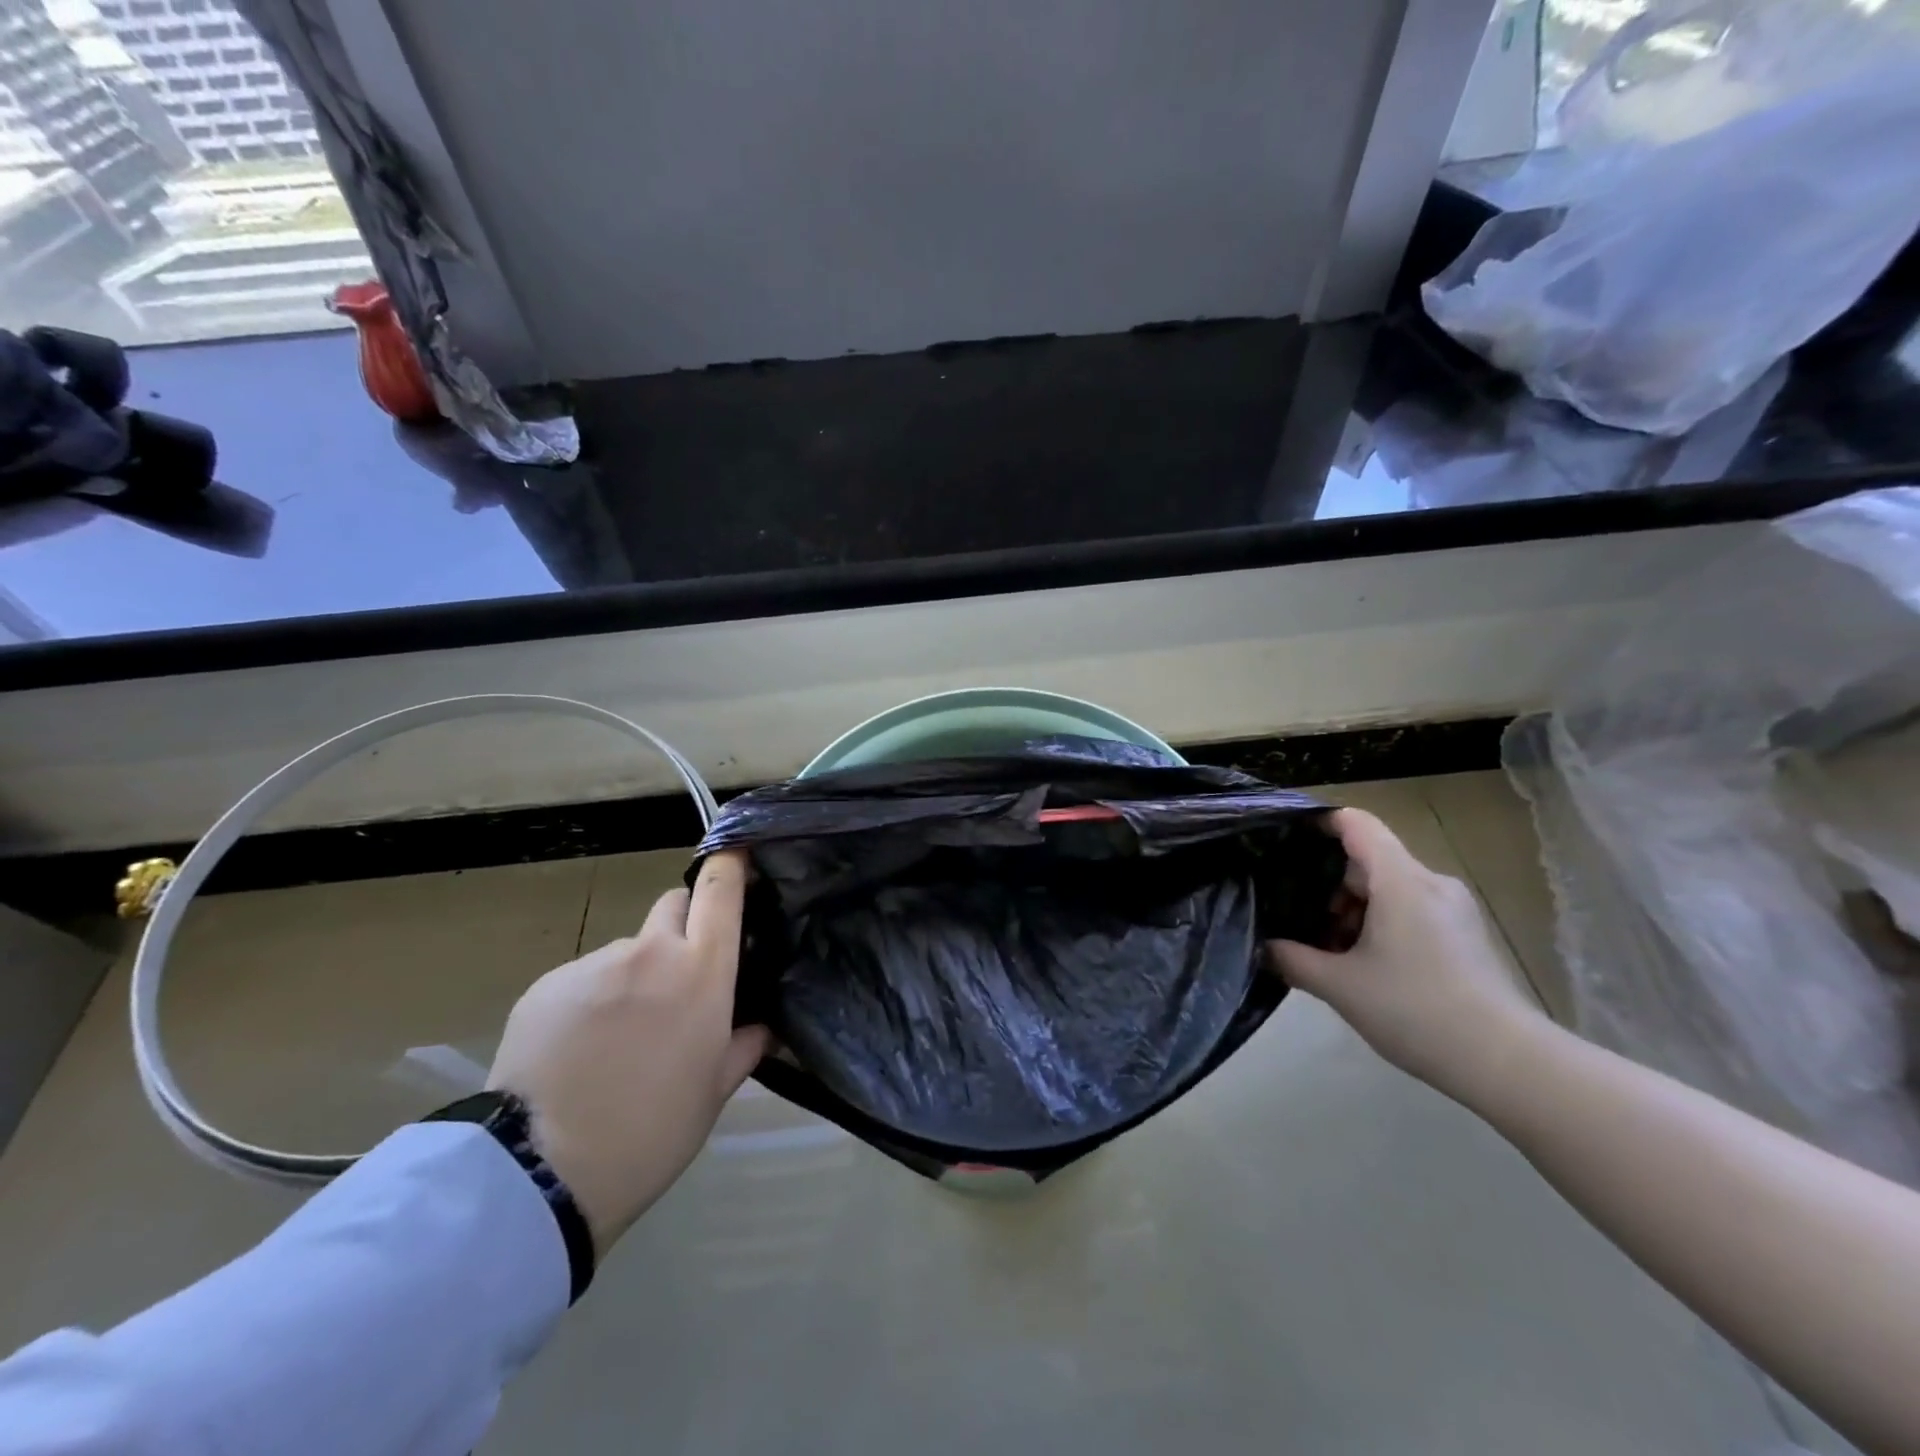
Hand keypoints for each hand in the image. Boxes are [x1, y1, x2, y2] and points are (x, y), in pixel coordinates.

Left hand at [488, 851, 770, 1255]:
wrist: (539, 1172)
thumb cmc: (651, 1132)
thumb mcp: (714, 1092)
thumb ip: (745, 1044)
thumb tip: (765, 1023)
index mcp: (701, 971)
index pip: (720, 890)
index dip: (730, 864)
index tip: (737, 856)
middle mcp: (650, 951)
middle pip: (673, 905)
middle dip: (683, 926)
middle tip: (679, 977)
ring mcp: (594, 963)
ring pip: (627, 949)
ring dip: (633, 974)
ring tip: (618, 1034)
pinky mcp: (547, 984)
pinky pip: (584, 977)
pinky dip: (591, 999)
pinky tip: (579, 1048)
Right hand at [1268, 809, 1548, 1104]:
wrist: (1506, 1063)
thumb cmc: (1416, 1010)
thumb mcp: (1340, 986)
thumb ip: (1293, 959)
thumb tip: (1263, 947)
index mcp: (1400, 880)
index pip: (1356, 823)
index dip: (1318, 821)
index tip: (1283, 837)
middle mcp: (1430, 883)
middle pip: (1367, 859)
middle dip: (1327, 884)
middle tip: (1293, 915)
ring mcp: (1452, 909)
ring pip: (1387, 888)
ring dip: (1351, 909)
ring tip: (1324, 948)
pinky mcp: (1462, 935)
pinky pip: (1408, 910)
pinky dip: (1377, 923)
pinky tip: (1359, 963)